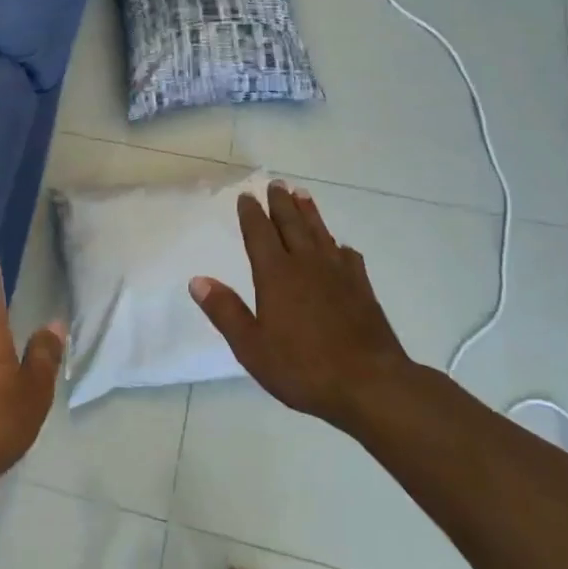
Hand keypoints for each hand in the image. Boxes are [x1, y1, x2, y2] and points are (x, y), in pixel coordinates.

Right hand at [189, 181, 413, 434]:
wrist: (370, 384)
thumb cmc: (303, 368)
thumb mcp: (251, 346)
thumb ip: (225, 311)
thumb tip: (197, 280)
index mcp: (276, 275)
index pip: (260, 234)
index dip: (251, 214)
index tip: (247, 196)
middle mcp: (307, 265)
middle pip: (291, 225)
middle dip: (281, 203)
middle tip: (276, 184)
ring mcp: (338, 275)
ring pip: (320, 233)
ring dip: (310, 213)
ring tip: (303, 195)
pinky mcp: (362, 289)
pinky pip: (348, 257)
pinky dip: (340, 247)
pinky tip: (341, 247)